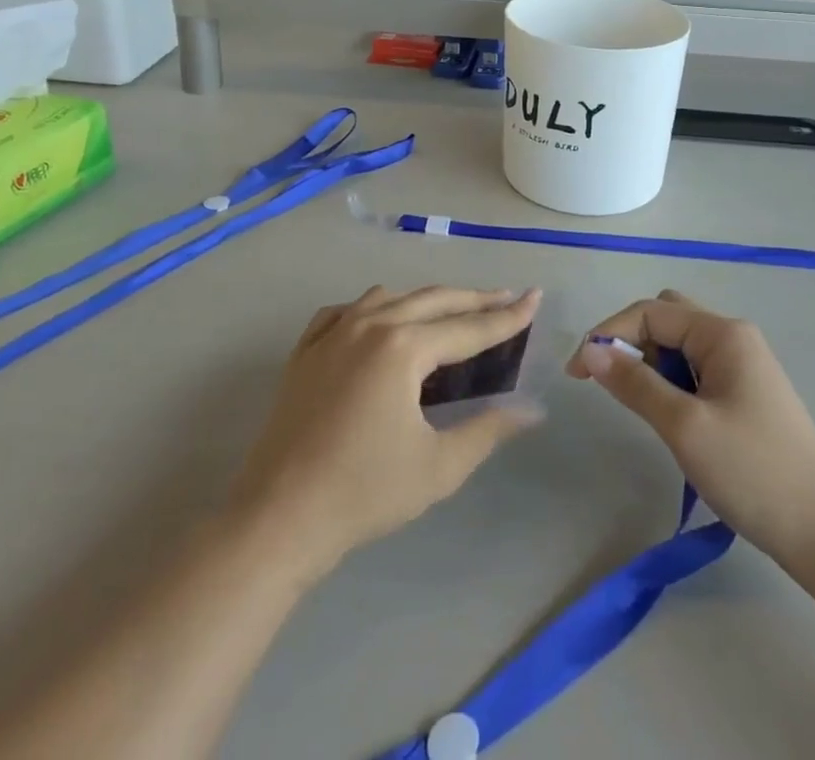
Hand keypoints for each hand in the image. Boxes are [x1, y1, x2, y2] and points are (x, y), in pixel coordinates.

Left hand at [226, 286, 541, 579]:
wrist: (279, 516)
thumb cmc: (364, 492)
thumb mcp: (438, 466)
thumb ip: (488, 429)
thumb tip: (533, 409)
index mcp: (403, 347)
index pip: (469, 327)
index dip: (507, 316)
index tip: (535, 297)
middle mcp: (369, 323)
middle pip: (433, 300)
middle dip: (474, 298)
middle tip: (507, 297)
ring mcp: (333, 331)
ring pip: (390, 297)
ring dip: (426, 299)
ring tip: (451, 310)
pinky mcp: (306, 348)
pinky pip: (347, 310)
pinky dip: (374, 308)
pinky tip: (380, 321)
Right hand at [569, 290, 814, 584]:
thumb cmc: (754, 472)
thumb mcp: (685, 427)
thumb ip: (634, 383)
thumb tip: (590, 351)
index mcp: (722, 333)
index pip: (649, 312)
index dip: (608, 335)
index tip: (577, 374)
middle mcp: (734, 338)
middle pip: (666, 318)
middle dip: (631, 342)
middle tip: (613, 384)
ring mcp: (744, 366)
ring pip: (680, 346)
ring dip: (651, 365)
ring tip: (642, 407)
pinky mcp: (747, 395)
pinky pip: (696, 370)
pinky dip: (672, 383)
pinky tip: (670, 417)